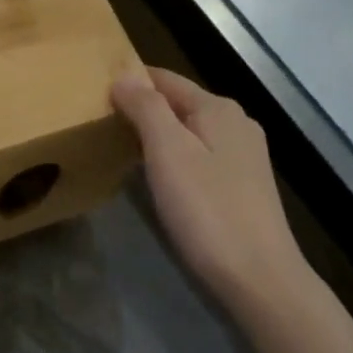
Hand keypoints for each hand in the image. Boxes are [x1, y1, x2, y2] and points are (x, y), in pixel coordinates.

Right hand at [112, 67, 301, 303]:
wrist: (259, 277)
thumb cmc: (207, 209)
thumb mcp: (168, 152)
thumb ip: (146, 108)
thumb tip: (124, 76)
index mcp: (218, 108)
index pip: (165, 79)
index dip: (130, 80)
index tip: (94, 89)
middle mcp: (236, 123)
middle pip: (178, 103)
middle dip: (142, 107)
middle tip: (100, 119)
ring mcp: (243, 155)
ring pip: (189, 130)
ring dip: (156, 133)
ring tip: (119, 144)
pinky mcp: (242, 184)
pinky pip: (199, 155)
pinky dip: (174, 156)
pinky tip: (156, 174)